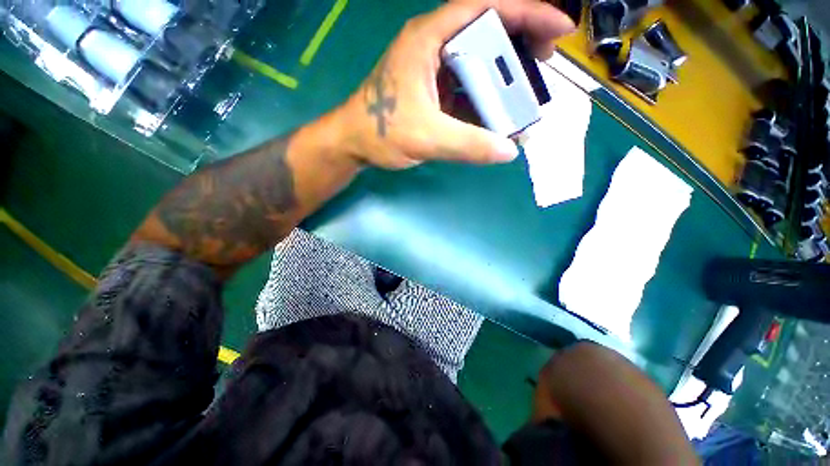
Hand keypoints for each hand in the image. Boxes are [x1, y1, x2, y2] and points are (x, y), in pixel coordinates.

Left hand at [335, 1, 574, 169]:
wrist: (355, 142)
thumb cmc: (381, 132)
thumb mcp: (426, 138)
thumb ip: (467, 144)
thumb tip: (509, 151)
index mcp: (429, 40)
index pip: (484, 9)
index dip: (526, 12)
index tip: (558, 28)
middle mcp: (432, 46)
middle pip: (484, 30)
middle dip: (519, 40)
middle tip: (543, 61)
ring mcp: (432, 69)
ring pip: (477, 59)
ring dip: (503, 71)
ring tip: (525, 87)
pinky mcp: (432, 90)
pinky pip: (465, 85)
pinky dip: (484, 95)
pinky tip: (496, 110)